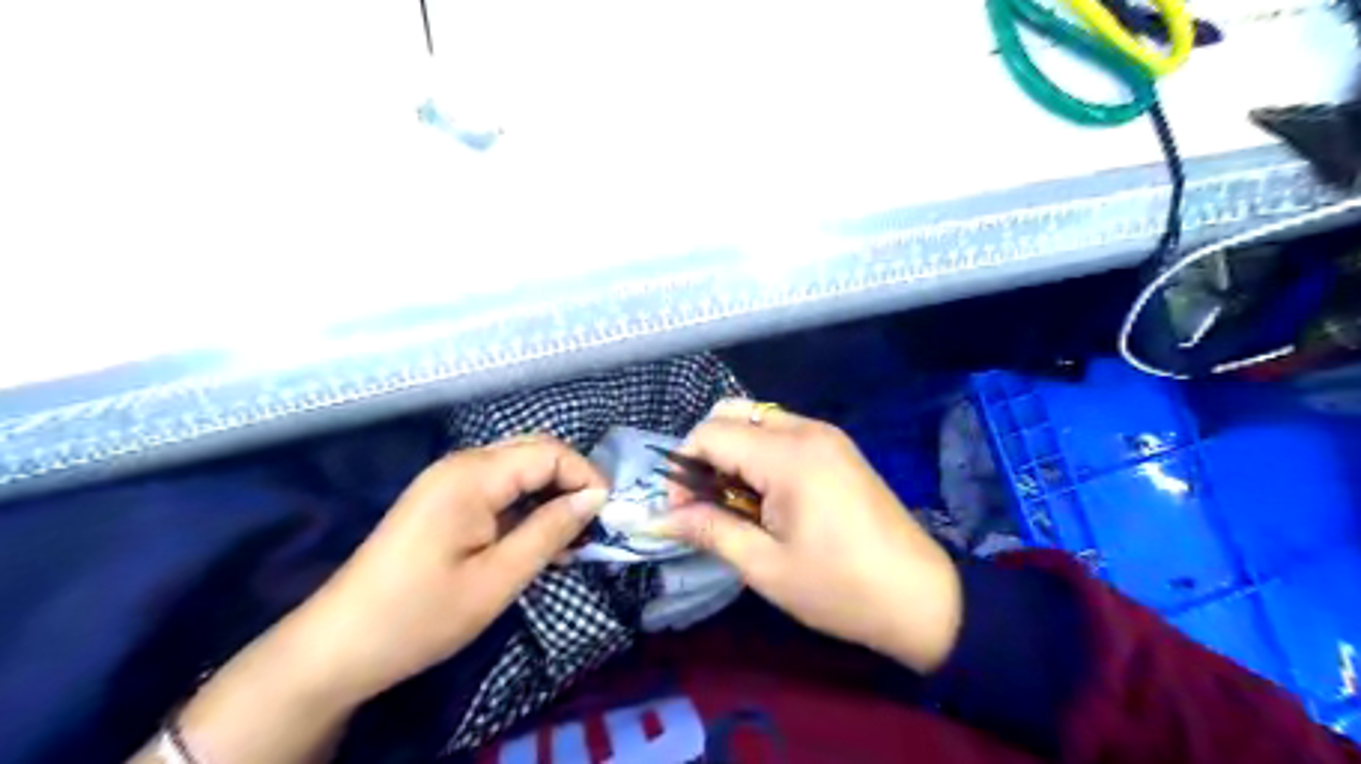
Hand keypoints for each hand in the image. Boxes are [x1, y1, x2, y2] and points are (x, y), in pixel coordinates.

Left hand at [145, 438, 604, 762]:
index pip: (549, 452)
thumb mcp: (497, 579)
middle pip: (534, 451)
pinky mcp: (441, 500)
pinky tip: (537, 539)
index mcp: (473, 475)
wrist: (336, 647)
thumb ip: (550, 531)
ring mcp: (447, 480)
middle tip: (593, 524)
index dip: (585, 477)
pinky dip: (524, 505)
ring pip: (517, 468)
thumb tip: (595, 498)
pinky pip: (497, 487)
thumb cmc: (420, 616)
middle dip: (570, 480)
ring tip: (570, 537)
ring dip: (549, 494)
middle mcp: (460, 464)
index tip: (608, 516)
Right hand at [654, 403, 959, 671]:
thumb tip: (658, 519)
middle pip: (732, 413)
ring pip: (757, 419)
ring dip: (732, 452)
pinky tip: (764, 496)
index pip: (711, 433)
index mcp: (788, 455)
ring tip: (734, 503)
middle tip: (705, 501)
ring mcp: (826, 435)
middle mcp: (806, 430)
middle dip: (705, 452)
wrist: (922, 597)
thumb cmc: (840, 588)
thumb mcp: (765, 567)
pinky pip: (782, 432)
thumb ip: (709, 531)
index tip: (682, 512)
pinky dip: (758, 453)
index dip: (683, 468)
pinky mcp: (837, 447)